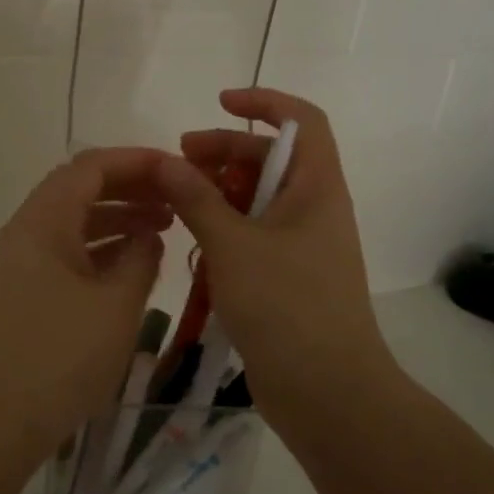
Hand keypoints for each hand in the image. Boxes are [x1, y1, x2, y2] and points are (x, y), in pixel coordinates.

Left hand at [0, 147, 170, 465]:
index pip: (91, 167)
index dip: (137, 161)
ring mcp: (18, 264)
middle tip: (175, 200)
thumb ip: (140, 258)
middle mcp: (25, 232)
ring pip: (72, 222)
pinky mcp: (20, 293)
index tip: (178, 171)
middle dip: (130, 188)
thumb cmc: (60, 359)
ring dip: (116, 219)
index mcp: (43, 222)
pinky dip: (99, 249)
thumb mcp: (116, 306)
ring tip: (162, 230)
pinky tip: (130, 265)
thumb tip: (148, 236)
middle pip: (79, 189)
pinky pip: (64, 253)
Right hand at [154, 88, 400, 420]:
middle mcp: (314, 208)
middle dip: (225, 151)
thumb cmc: (286, 306)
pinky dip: (225, 228)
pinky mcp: (288, 276)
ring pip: (259, 199)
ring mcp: (303, 244)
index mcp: (317, 187)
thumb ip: (196, 199)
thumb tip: (165, 161)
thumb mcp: (233, 245)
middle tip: (178, 162)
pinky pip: (255, 234)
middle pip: (272, 158)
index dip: (264, 101)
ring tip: (177, 203)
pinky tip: (193, 242)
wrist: (328, 392)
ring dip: (220, 192)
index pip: (301, 120)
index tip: (219, 103)